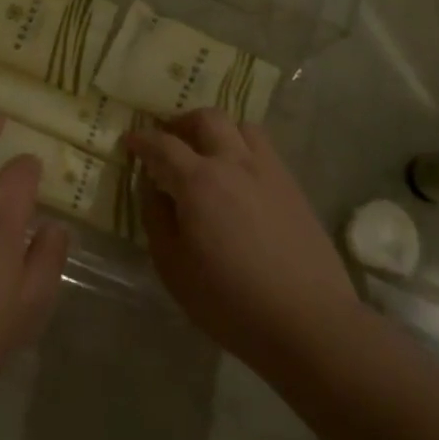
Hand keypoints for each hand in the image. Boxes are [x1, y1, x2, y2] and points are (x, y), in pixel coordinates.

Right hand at [128, 110, 358, 375]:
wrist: (308, 321)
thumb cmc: (230, 301)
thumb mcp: (173, 267)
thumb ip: (157, 219)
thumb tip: (153, 188)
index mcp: (198, 181)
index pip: (162, 145)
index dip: (142, 140)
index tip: (130, 141)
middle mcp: (234, 163)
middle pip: (206, 118)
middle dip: (181, 123)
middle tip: (169, 140)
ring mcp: (269, 171)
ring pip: (241, 126)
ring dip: (218, 131)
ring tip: (208, 153)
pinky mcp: (293, 187)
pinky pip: (264, 150)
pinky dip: (243, 149)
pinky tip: (239, 179)